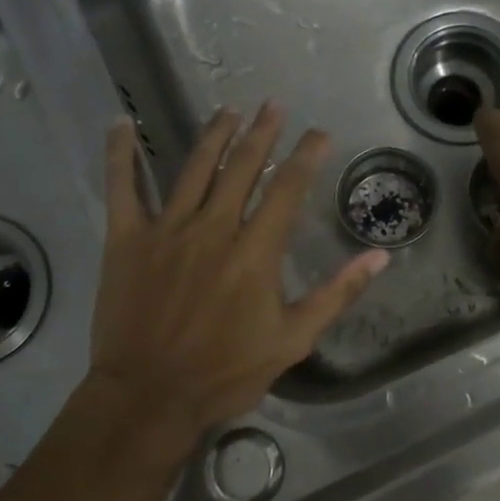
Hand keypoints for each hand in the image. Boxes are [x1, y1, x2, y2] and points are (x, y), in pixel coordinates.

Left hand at [88, 103, 388, 438]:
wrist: (150, 396)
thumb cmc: (226, 372)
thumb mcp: (294, 339)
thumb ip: (337, 293)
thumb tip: (379, 257)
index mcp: (255, 251)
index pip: (287, 189)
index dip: (306, 155)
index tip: (318, 133)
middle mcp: (214, 228)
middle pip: (242, 167)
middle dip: (262, 132)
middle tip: (273, 104)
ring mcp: (166, 230)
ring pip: (194, 168)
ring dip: (214, 135)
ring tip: (229, 110)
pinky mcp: (126, 240)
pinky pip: (121, 188)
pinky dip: (120, 154)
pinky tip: (122, 123)